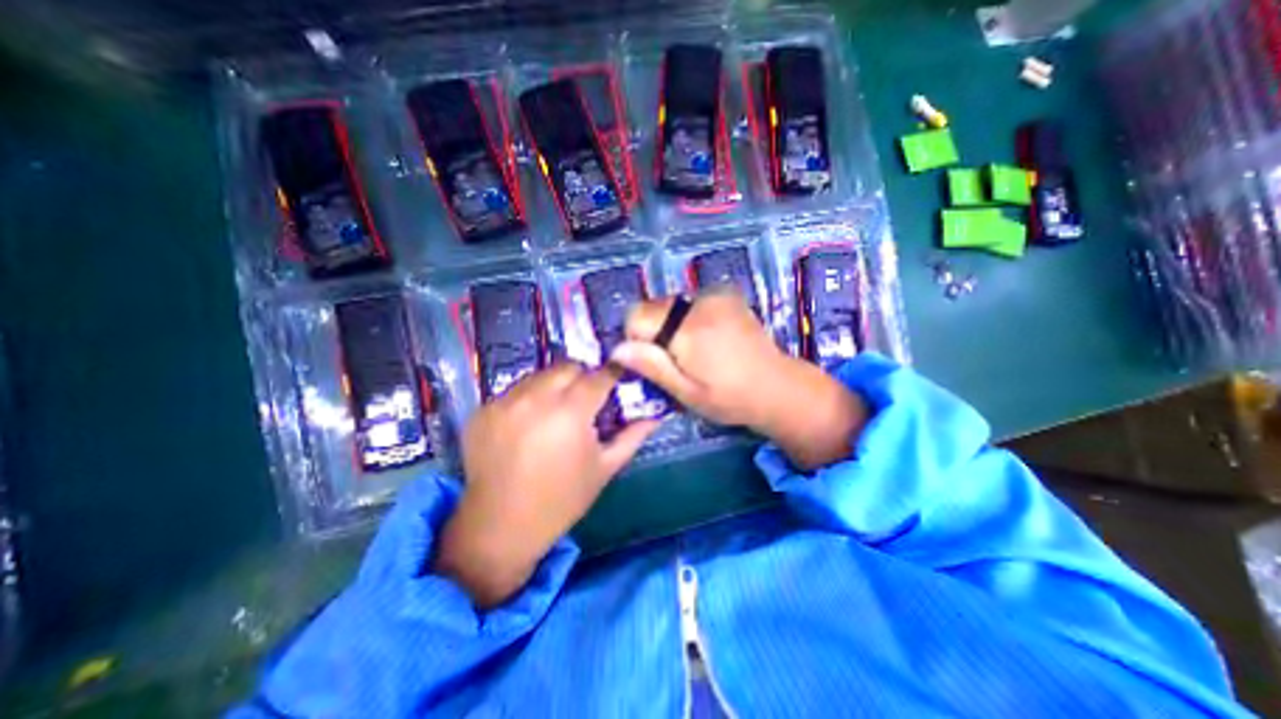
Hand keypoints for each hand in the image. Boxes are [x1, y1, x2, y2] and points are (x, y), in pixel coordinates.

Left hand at [440, 366, 659, 607]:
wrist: (501, 527)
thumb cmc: (562, 500)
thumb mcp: (604, 468)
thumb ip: (632, 436)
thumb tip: (656, 415)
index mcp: (571, 412)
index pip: (599, 375)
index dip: (612, 373)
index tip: (617, 377)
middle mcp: (536, 398)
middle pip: (568, 367)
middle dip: (582, 377)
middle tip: (586, 400)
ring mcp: (505, 401)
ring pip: (539, 375)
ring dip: (553, 386)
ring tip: (555, 412)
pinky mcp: (483, 410)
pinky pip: (514, 391)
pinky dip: (527, 399)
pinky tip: (528, 425)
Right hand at [606, 292, 792, 430]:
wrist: (777, 387)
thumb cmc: (729, 398)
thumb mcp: (686, 392)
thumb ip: (652, 366)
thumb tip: (617, 348)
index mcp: (688, 329)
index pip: (636, 315)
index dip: (636, 339)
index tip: (653, 360)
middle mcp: (700, 303)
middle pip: (654, 308)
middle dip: (656, 332)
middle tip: (677, 360)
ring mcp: (717, 295)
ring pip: (671, 304)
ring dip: (673, 325)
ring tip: (696, 351)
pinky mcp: (727, 295)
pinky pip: (691, 301)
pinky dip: (690, 317)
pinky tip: (709, 338)